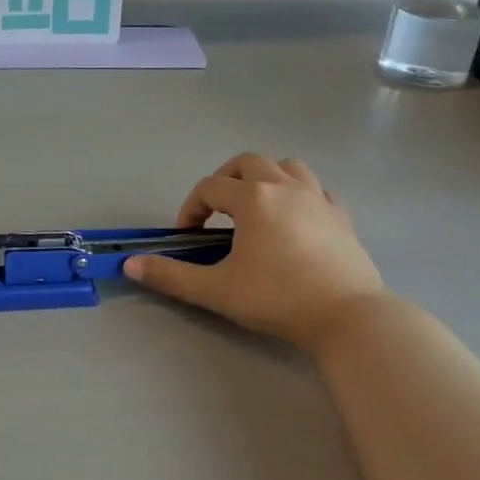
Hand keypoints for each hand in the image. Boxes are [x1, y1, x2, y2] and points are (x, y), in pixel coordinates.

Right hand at [123, 154, 387, 351]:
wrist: (348, 317)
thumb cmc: (278, 298)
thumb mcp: (217, 290)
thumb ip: (171, 276)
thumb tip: (131, 265)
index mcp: (253, 198)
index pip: (209, 188)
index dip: (190, 208)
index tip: (187, 236)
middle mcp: (285, 187)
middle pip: (248, 162)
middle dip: (225, 180)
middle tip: (216, 212)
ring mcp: (318, 199)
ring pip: (288, 166)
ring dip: (265, 178)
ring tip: (256, 207)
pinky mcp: (342, 217)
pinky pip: (317, 190)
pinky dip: (300, 195)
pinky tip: (295, 220)